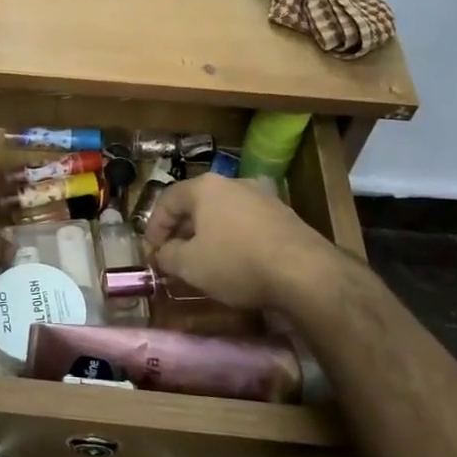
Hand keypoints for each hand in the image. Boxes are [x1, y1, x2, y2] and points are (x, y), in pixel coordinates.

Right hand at [143, 174, 339, 312]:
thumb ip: (168, 256)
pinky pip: (247, 223)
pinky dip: (234, 238)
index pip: (167, 200)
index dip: (154, 227)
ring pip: (223, 213)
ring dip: (209, 234)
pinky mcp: (284, 215)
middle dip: (181, 231)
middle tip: (174, 256)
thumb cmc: (236, 262)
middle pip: (197, 204)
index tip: (151, 252)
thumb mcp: (190, 265)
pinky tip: (236, 262)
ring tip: (204, 261)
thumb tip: (162, 254)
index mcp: (205, 187)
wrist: (305, 272)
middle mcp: (233, 183)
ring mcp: (262, 197)